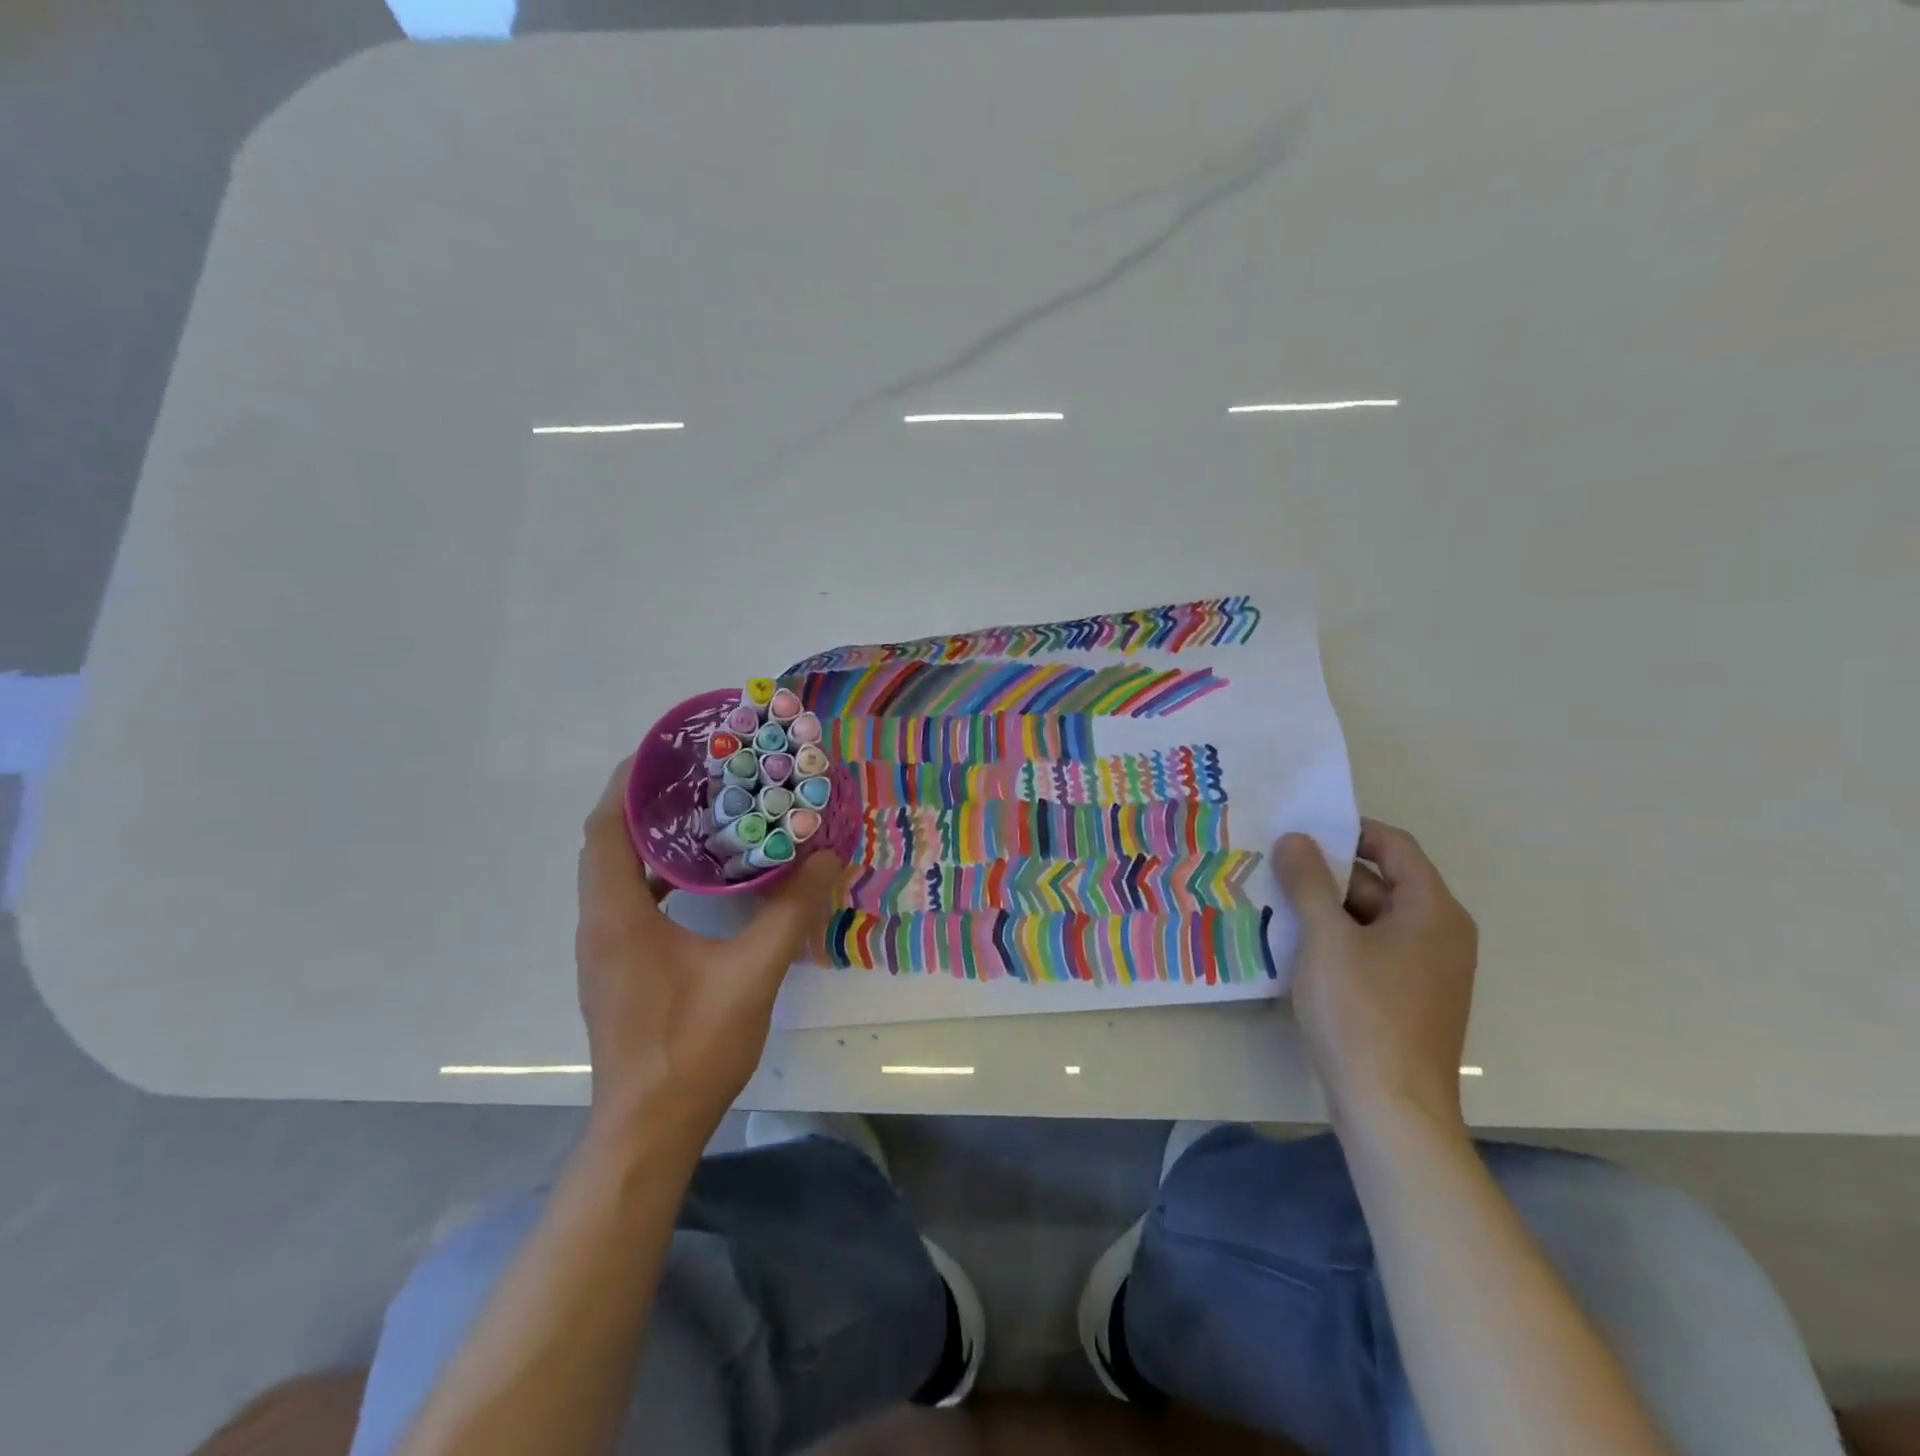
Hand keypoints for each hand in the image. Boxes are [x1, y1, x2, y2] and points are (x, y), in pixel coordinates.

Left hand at [574, 758, 842, 1143]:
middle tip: (699, 777)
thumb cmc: (691, 1047)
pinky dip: (656, 876)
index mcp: (618, 916)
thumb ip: (790, 912)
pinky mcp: (617, 970)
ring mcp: (604, 951)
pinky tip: (701, 882)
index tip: (666, 752)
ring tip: (704, 817)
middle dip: (643, 803)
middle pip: (606, 844)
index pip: (604, 828)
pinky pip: (628, 901)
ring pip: (615, 874)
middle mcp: (599, 925)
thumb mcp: (753, 975)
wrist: (648, 1131)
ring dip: (649, 840)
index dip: (627, 783)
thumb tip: (827, 859)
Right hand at [1275, 819, 1477, 1138]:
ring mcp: (1428, 970)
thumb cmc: (1361, 1013)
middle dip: (1328, 873)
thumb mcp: (1326, 938)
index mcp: (1433, 910)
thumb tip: (1295, 838)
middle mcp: (1441, 934)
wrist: (1392, 1110)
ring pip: (1374, 919)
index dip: (1347, 830)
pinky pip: (1374, 950)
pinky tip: (1298, 948)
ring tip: (1276, 905)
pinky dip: (1340, 941)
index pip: (1394, 846)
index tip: (1299, 832)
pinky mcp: (1411, 999)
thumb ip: (1309, 881)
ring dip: (1328, 909)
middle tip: (1275, 869)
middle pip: (1382, 882)